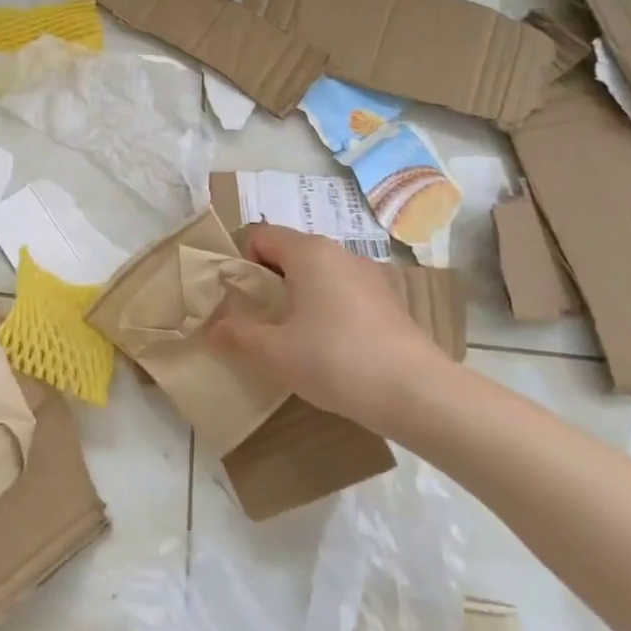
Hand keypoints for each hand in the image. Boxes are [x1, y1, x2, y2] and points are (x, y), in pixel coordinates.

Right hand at [208, 225, 447, 430]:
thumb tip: (212, 329)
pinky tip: (327, 348)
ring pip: (318, 274)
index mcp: (309, 252)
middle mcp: (341, 253)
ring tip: (291, 337)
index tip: (237, 299)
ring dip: (297, 296)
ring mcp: (370, 276)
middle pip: (289, 253)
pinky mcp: (389, 302)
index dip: (240, 262)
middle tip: (257, 319)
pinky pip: (343, 293)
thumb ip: (238, 335)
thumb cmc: (336, 360)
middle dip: (267, 281)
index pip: (260, 235)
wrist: (418, 394)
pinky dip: (326, 309)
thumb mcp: (274, 353)